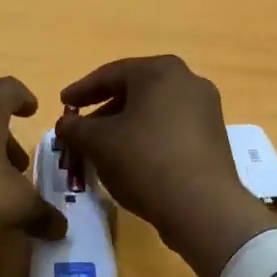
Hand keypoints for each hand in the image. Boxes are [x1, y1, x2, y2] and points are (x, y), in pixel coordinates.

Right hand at [56, 56, 276, 276]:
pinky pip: (171, 129)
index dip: (82, 90)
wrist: (202, 205)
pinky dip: (148, 138)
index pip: (111, 74)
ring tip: (102, 150)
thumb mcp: (98, 143)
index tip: (63, 104)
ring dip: (125, 127)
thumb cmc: (144, 160)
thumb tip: (65, 124)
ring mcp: (206, 110)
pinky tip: (132, 161)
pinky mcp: (214, 137)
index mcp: (161, 71)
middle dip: (104, 112)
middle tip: (81, 130)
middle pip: (135, 92)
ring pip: (154, 112)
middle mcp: (189, 81)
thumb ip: (75, 128)